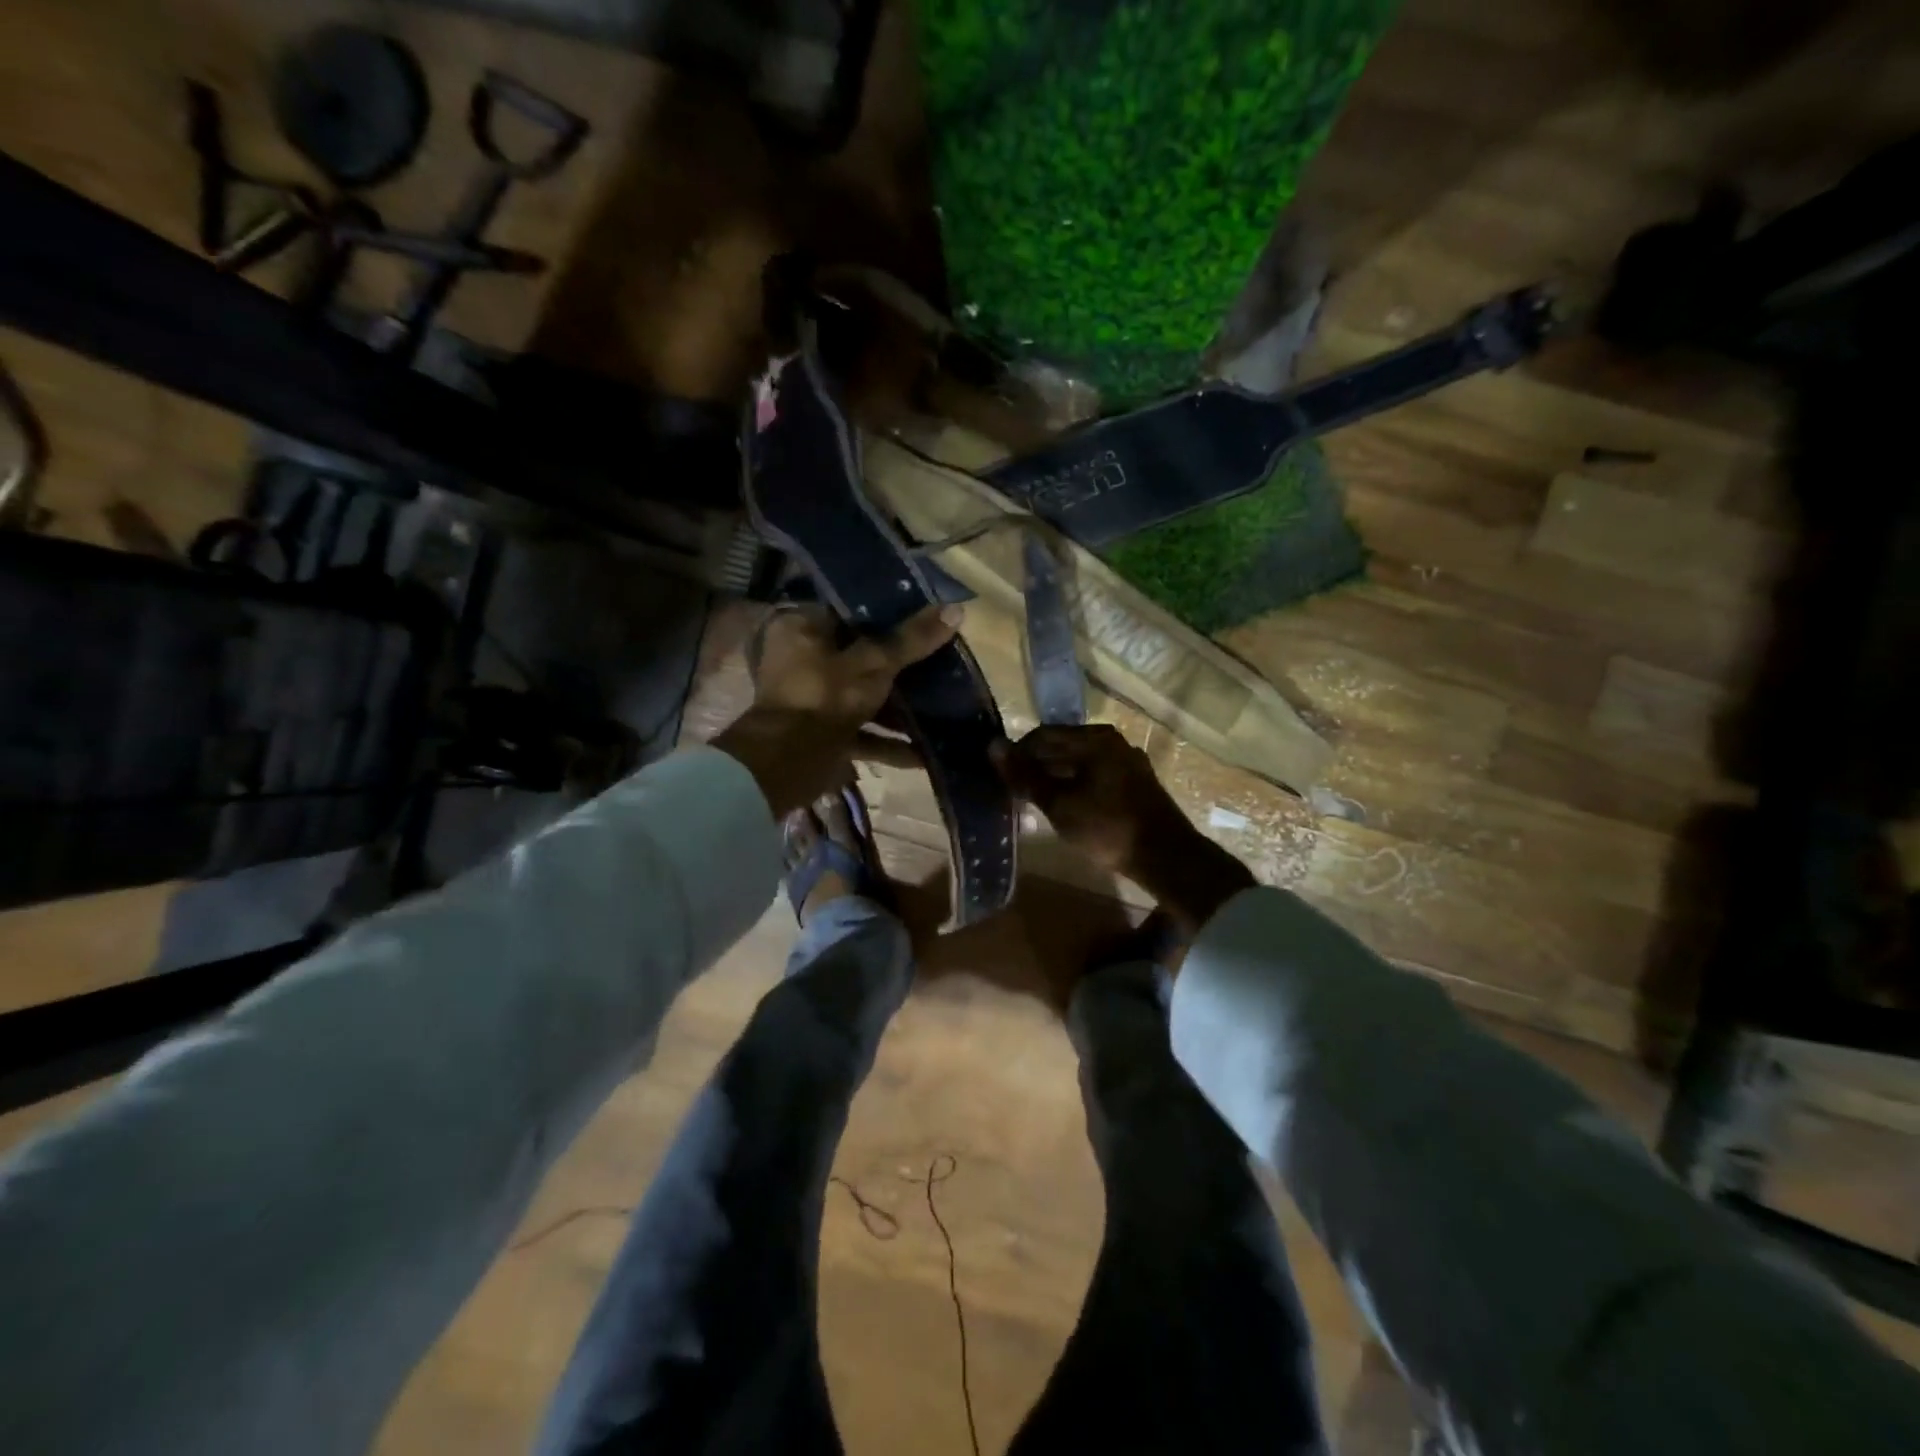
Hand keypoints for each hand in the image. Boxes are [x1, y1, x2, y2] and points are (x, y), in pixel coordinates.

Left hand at [715, 603, 959, 815]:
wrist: (786, 764)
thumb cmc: (825, 696)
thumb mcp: (874, 663)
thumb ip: (912, 640)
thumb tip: (956, 610)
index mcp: (803, 628)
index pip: (850, 611)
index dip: (888, 612)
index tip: (925, 616)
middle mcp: (803, 660)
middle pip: (861, 655)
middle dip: (900, 665)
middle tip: (942, 659)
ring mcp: (813, 700)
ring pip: (864, 697)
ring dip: (898, 708)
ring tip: (942, 705)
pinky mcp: (822, 734)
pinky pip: (862, 733)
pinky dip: (889, 743)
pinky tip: (926, 754)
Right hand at [992, 724, 1254, 939]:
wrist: (1166, 857)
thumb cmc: (1108, 828)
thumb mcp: (1059, 804)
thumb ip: (1025, 776)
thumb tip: (993, 746)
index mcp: (1094, 738)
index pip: (1042, 735)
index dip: (1017, 755)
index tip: (1002, 780)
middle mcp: (1113, 741)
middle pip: (1062, 746)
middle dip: (1036, 767)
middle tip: (1016, 793)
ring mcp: (1128, 760)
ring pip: (1079, 762)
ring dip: (1056, 778)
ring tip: (1037, 803)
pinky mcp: (1136, 781)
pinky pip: (1096, 774)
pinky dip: (1076, 786)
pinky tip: (1067, 808)